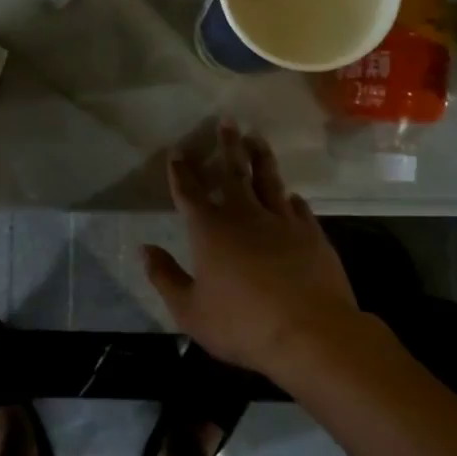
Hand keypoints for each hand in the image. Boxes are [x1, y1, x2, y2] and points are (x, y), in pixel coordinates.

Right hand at [142, 122, 380, 378]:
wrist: (311, 334)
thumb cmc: (242, 324)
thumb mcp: (190, 310)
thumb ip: (165, 277)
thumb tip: (144, 250)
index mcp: (210, 230)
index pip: (189, 192)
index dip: (181, 171)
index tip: (177, 151)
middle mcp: (244, 215)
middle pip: (233, 172)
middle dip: (226, 146)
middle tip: (226, 121)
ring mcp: (282, 222)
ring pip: (269, 180)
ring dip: (260, 158)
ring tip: (256, 138)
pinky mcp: (311, 235)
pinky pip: (299, 208)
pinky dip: (291, 198)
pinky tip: (291, 194)